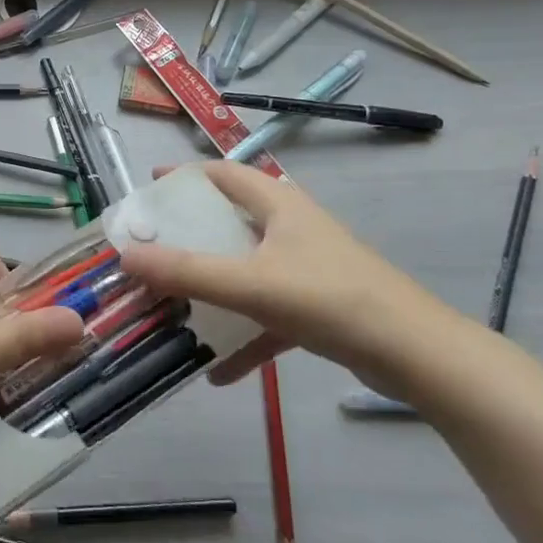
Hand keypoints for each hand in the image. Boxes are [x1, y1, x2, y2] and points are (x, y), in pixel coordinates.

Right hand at [118, 160, 459, 391]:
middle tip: (150, 251)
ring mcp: (305, 268)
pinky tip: (216, 370)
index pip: (222, 173)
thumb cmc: (330, 299)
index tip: (147, 191)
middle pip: (229, 221)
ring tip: (172, 303)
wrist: (416, 356)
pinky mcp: (316, 306)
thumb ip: (187, 272)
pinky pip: (265, 313)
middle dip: (188, 236)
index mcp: (278, 205)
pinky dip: (242, 334)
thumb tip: (126, 257)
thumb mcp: (251, 284)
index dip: (183, 177)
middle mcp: (290, 228)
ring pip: (245, 269)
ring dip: (211, 286)